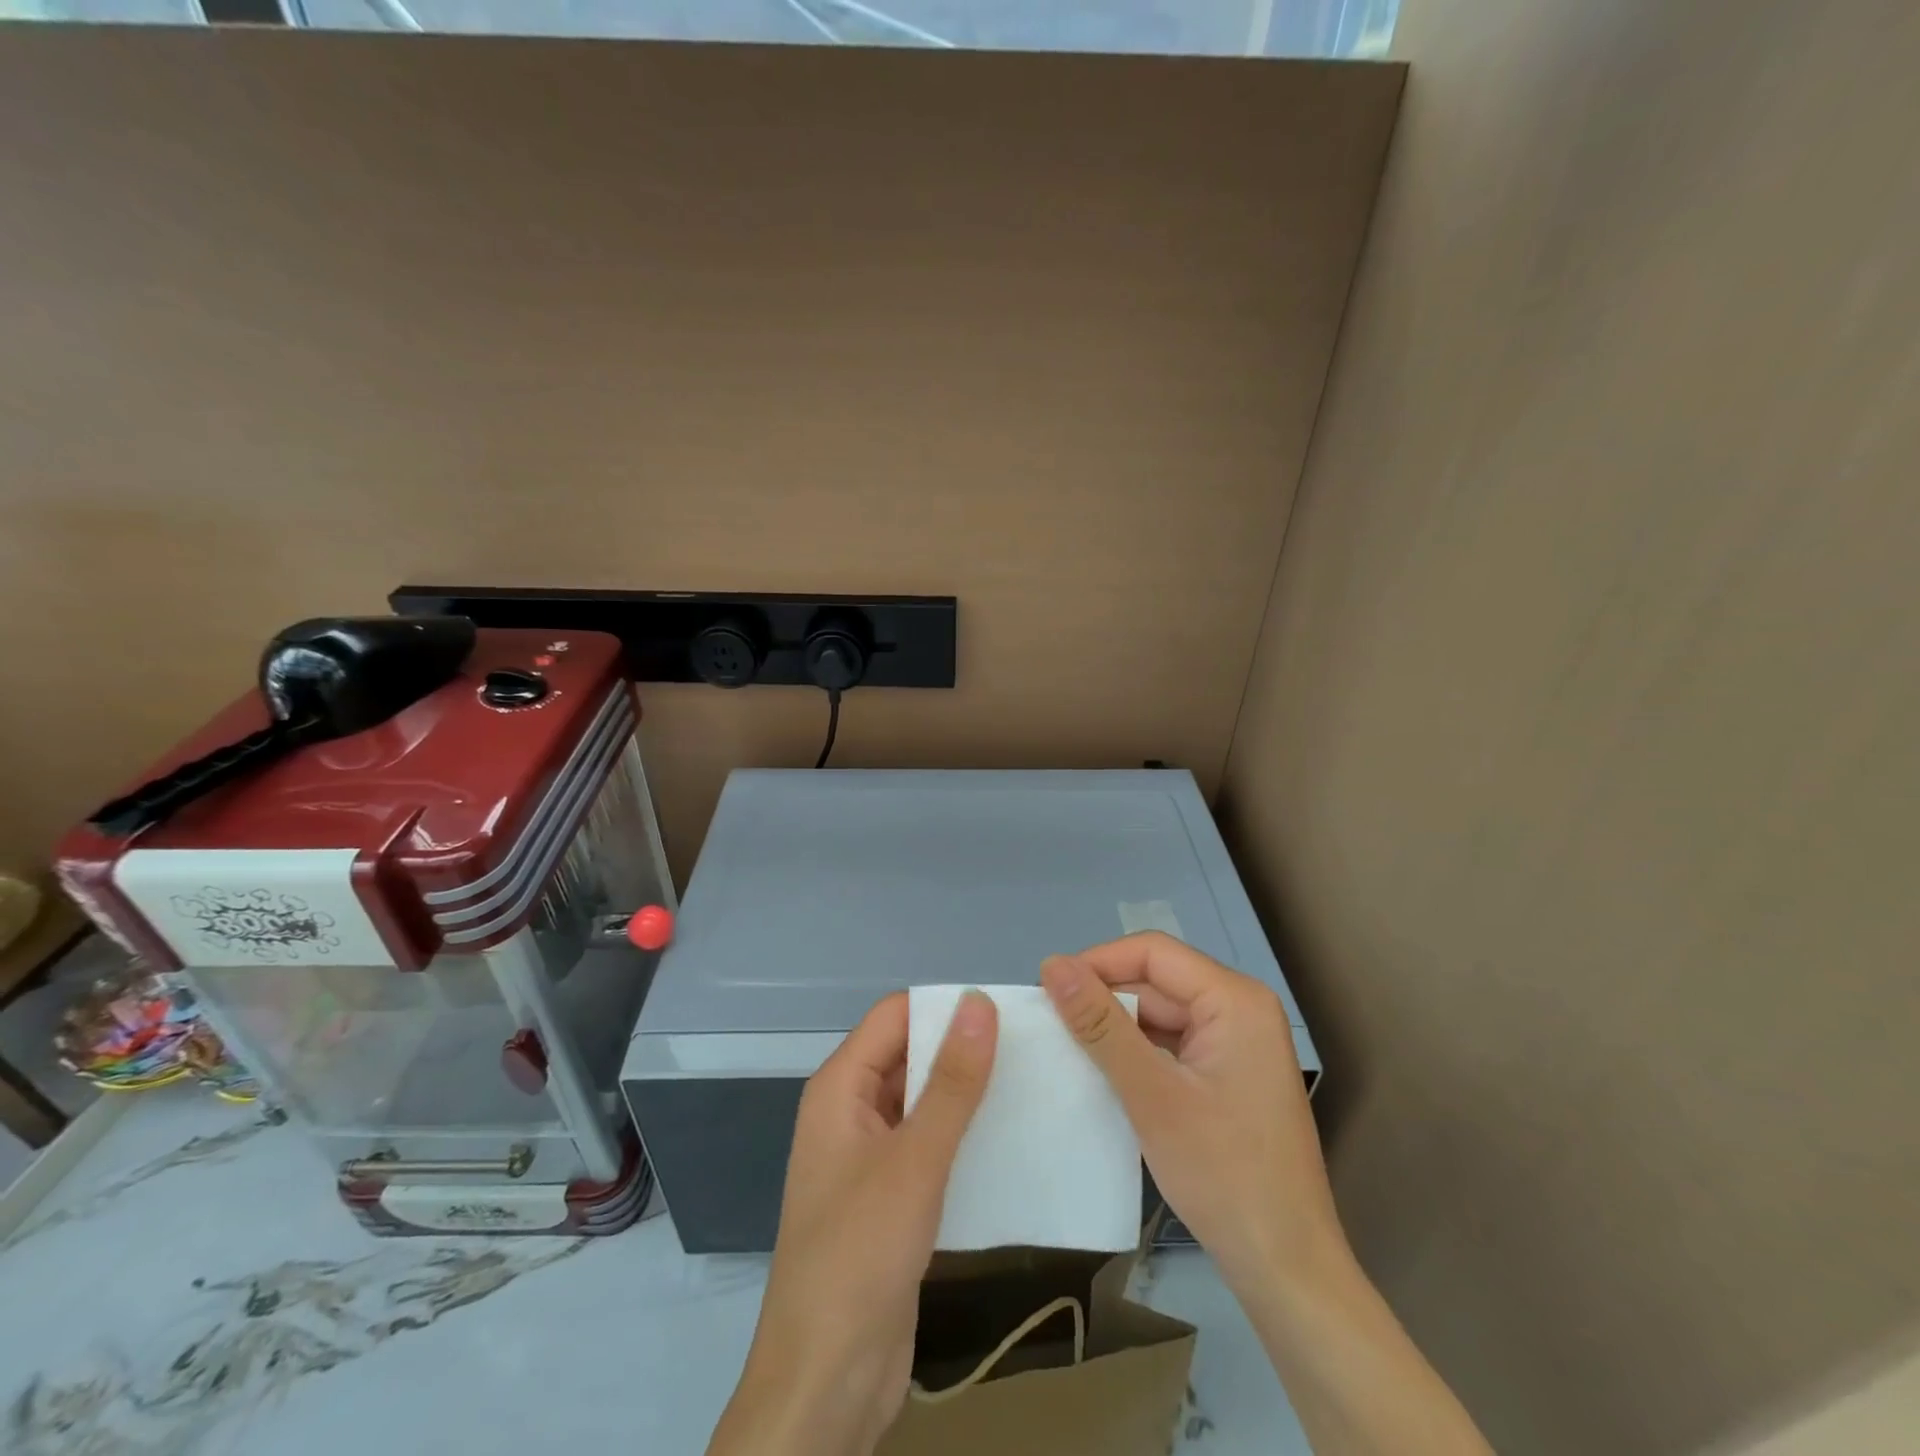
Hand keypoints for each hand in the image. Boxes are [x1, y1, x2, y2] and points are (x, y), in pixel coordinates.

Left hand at [708, 990, 997, 1455]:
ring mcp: (869, 1155)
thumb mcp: (915, 1161)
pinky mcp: (890, 1195)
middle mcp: (851, 1110)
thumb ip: (951, 1082)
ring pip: (923, 1100)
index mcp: (840, 1087)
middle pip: (909, 1054)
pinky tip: (1010, 1139)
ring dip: (967, 1094)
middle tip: (1032, 1047)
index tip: (1008, 1012)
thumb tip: (980, 1002)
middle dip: (963, 1049)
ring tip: (1032, 1085)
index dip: (946, 1007)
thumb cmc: (860, 1254)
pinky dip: (963, 1136)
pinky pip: (929, 1144)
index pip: (896, 1016)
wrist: (826, 1380)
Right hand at [1039, 933, 1343, 1292]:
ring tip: (1069, 1048)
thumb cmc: (1224, 1175)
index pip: (1152, 952)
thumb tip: (1052, 965)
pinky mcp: (1228, 1071)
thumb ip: (1101, 1025)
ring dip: (1117, 1027)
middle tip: (1051, 1026)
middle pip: (1157, 981)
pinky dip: (1137, 1051)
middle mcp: (1241, 1007)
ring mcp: (1237, 1041)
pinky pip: (1172, 1041)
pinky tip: (1105, 1071)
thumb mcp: (1152, 1095)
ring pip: (1161, 1011)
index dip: (1097, 963)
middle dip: (1105, 998)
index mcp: (1235, 999)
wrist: (1286, 1268)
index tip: (1049, 991)